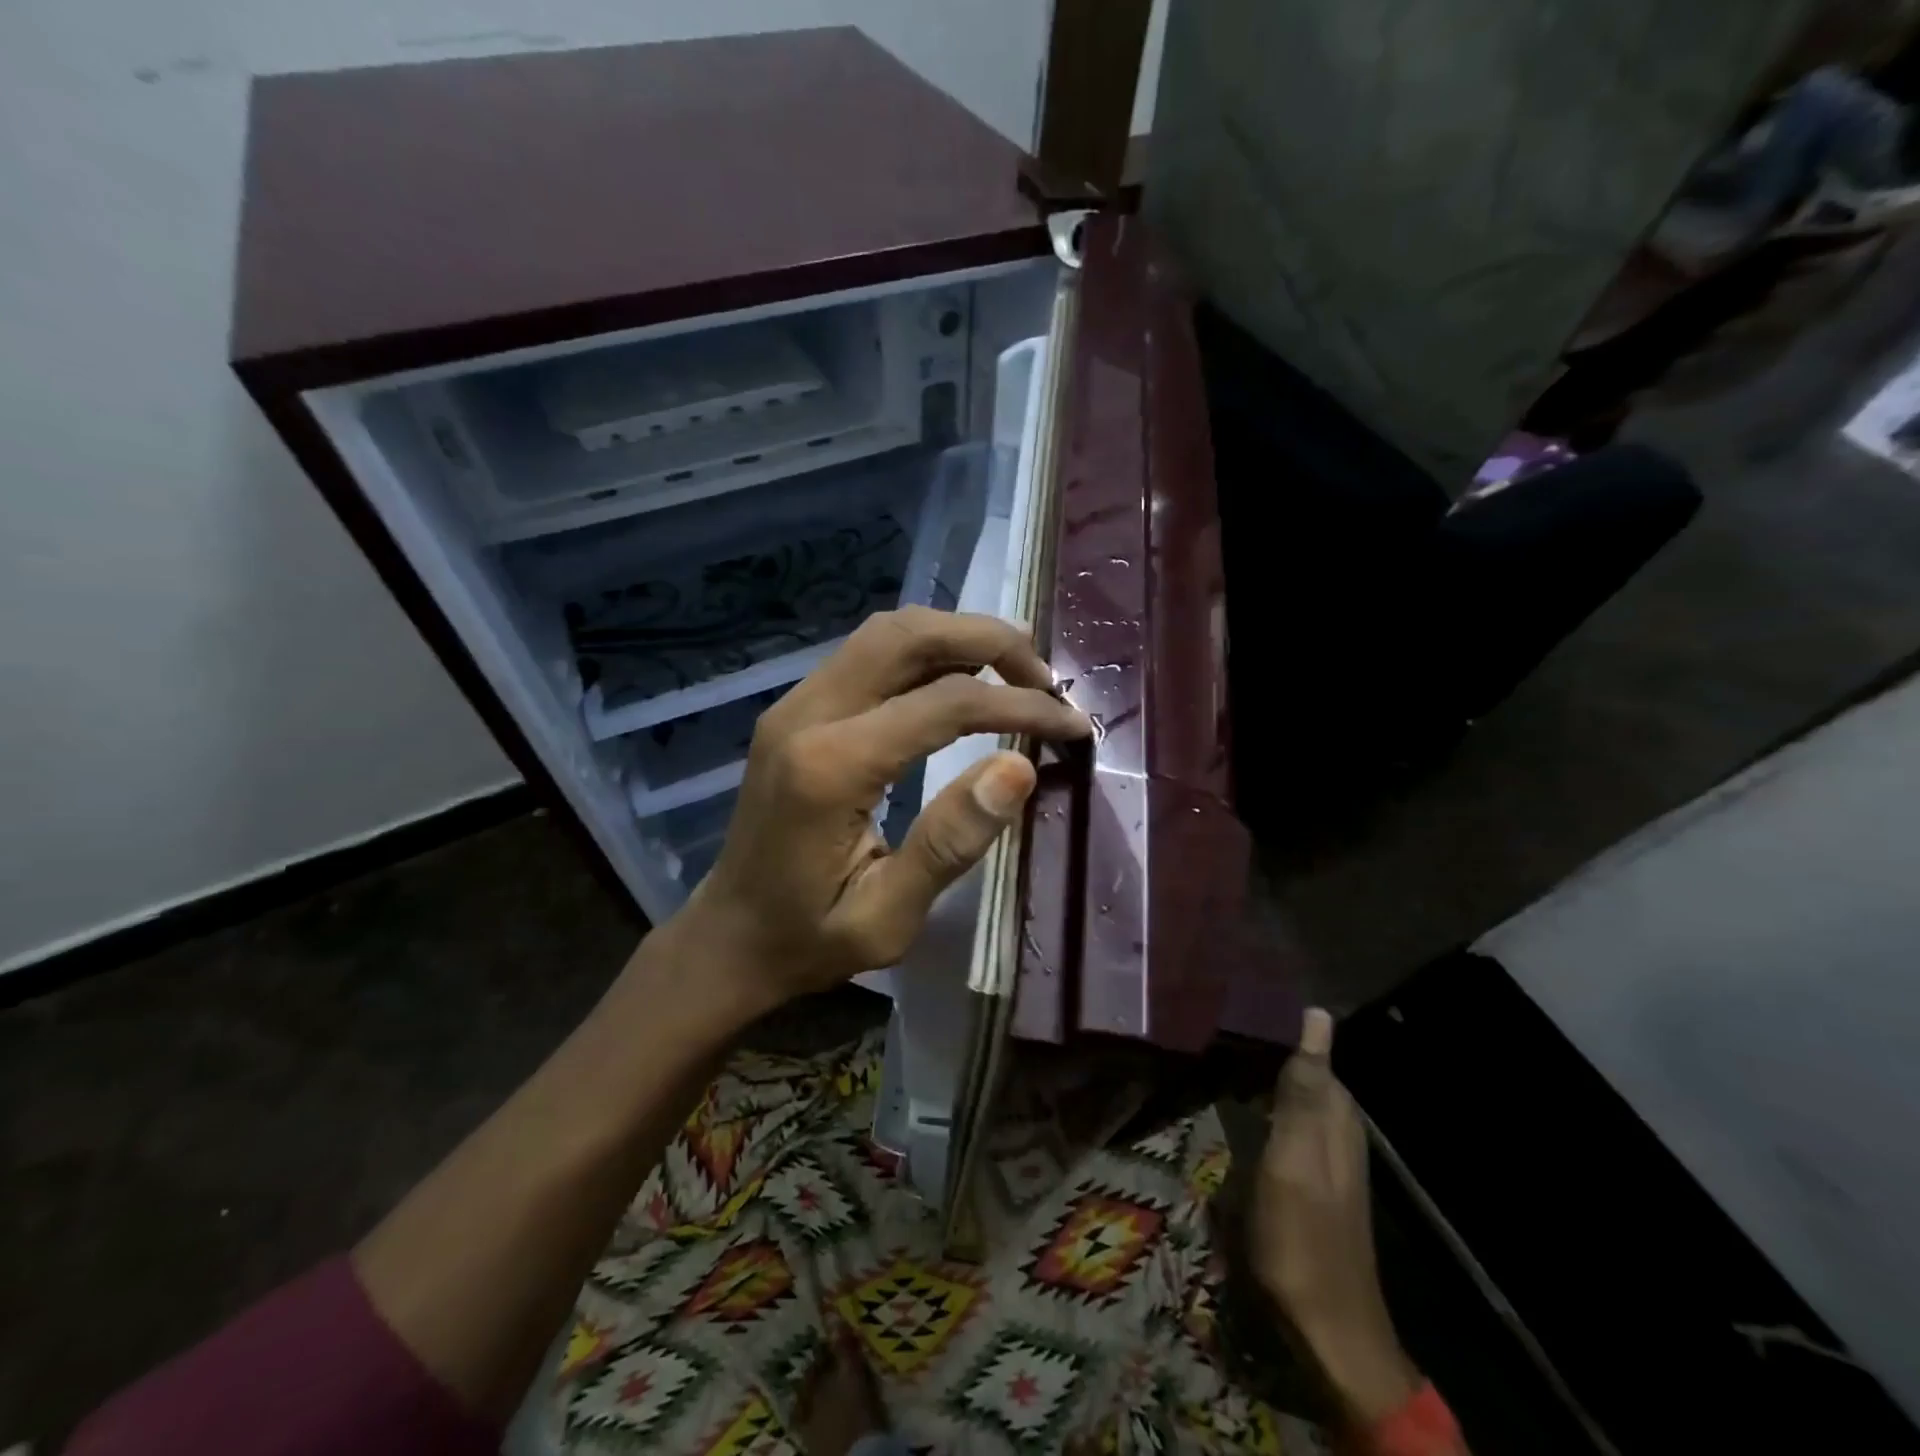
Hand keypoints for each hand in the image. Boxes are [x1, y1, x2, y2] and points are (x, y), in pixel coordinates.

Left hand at [679, 606, 1090, 1009]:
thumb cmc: (809, 939)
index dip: (1019, 706)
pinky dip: (927, 654)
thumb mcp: (888, 918)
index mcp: (830, 768)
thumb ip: (949, 842)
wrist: (729, 937)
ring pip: (886, 632)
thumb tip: (1018, 768)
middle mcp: (807, 714)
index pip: (943, 703)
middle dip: (988, 640)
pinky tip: (963, 682)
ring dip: (958, 638)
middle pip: (906, 634)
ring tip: (1016, 673)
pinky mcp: (797, 709)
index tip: (1071, 725)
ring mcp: (795, 704)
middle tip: (1045, 679)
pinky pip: (869, 655)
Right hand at [1253, 1009, 1419, 1423]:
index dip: (1274, 1028)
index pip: (1311, 1052)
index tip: (1231, 1004)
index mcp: (1336, 1116)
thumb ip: (1303, 1087)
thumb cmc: (1302, 1236)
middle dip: (1264, 1047)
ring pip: (1294, 1097)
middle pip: (1302, 1073)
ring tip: (1218, 1054)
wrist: (1327, 1327)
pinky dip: (1263, 1106)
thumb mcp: (1294, 1156)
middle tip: (1213, 1026)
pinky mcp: (1310, 1178)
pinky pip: (1287, 1122)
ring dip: (1261, 1076)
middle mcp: (1338, 1129)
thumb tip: (1317, 1012)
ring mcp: (1326, 1157)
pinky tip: (1238, 1105)